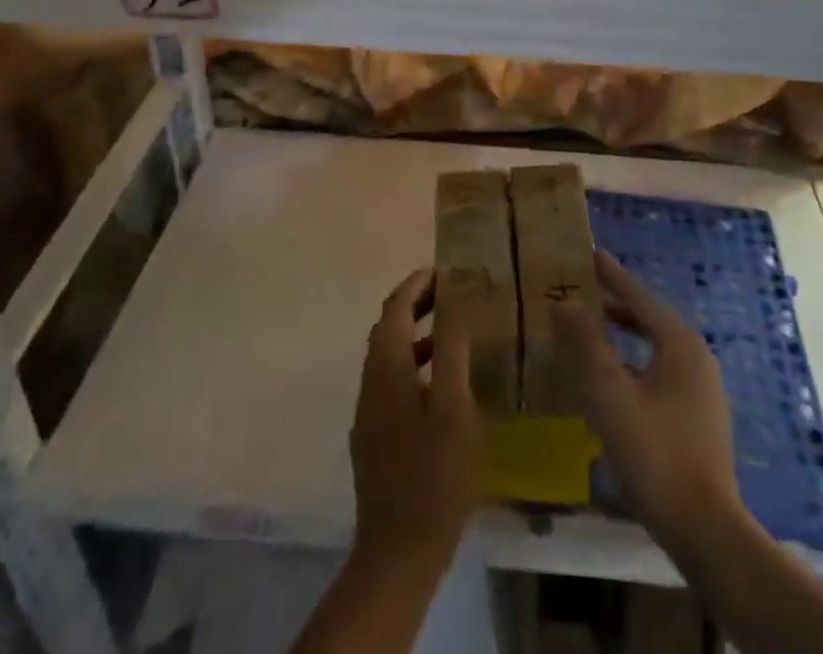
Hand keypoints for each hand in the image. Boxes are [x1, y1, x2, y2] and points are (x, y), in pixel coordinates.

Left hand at [349, 269, 480, 576]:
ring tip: (452, 331)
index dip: (416, 284)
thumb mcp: (453, 407)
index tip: (443, 269)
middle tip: (451, 293)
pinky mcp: (374, 438)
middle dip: (416, 304)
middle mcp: (371, 382)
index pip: (395, 309)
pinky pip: (392, 382)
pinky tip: (441, 384)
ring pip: (389, 356)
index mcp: (387, 369)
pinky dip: (414, 364)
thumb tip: (454, 304)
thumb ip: (452, 350)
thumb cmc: (433, 474)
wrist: (397, 553)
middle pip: (388, 328)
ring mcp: (369, 412)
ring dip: (416, 335)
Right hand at [553, 251, 741, 541]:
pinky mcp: (699, 416)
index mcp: (680, 344)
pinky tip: (611, 378)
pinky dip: (633, 362)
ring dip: (622, 335)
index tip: (589, 253)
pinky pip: (659, 371)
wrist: (707, 531)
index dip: (611, 275)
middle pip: (649, 318)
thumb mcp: (611, 396)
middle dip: (615, 303)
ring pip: (654, 347)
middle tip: (581, 290)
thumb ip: (586, 346)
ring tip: (590, 329)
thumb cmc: (656, 454)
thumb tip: (562, 303)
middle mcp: (696, 357)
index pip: (639, 297)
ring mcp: (702, 388)